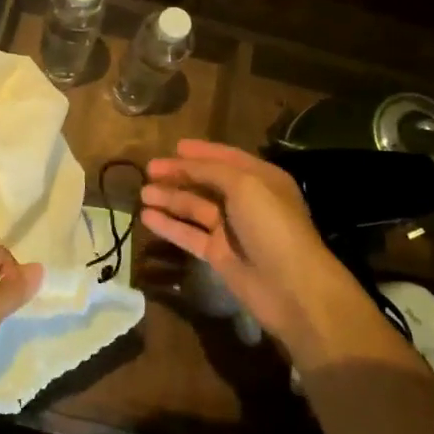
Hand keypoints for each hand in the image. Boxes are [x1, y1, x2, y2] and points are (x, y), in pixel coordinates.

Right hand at [141, 140, 422, 374]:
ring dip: (170, 198)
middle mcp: (246, 201)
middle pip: (207, 182)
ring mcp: (231, 230)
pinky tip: (147, 217)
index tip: (174, 146)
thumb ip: (212, 170)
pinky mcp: (219, 255)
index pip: (226, 158)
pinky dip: (169, 225)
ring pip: (195, 208)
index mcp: (261, 179)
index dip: (201, 152)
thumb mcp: (245, 185)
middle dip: (179, 174)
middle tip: (149, 170)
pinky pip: (189, 234)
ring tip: (142, 193)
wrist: (291, 287)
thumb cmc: (271, 226)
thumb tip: (185, 161)